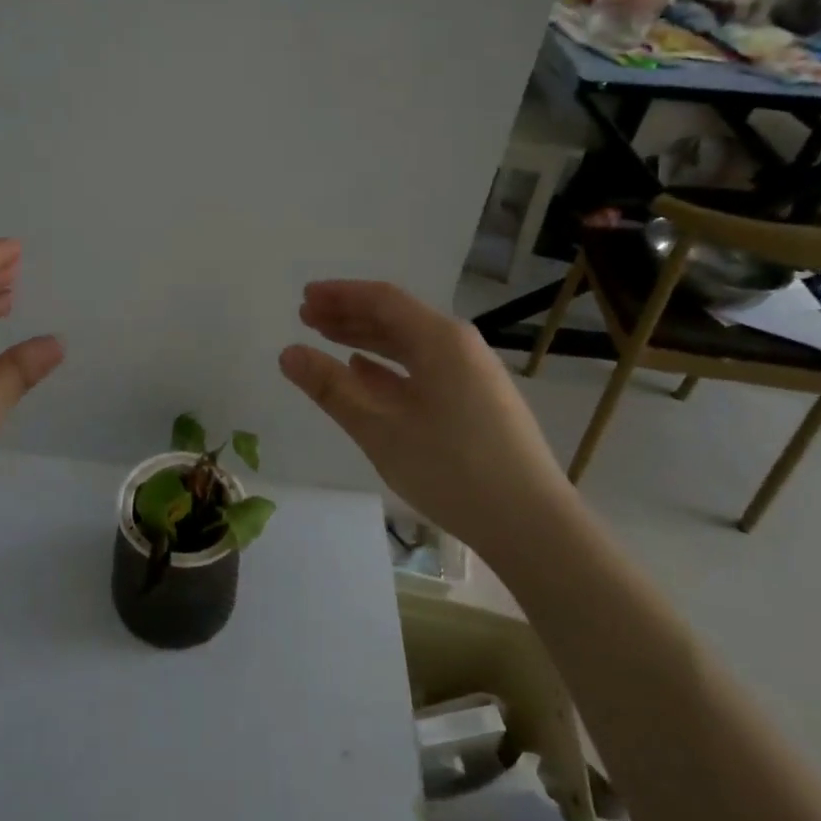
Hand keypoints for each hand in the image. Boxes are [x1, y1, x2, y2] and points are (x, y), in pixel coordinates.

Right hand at [279, 280, 567, 557]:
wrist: (531, 524)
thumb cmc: (451, 468)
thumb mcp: (380, 427)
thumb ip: (331, 387)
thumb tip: (288, 353)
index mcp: (440, 340)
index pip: (382, 299)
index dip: (340, 295)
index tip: (304, 298)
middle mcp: (459, 346)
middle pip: (397, 317)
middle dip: (350, 314)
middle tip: (307, 317)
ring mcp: (472, 374)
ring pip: (410, 344)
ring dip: (367, 338)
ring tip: (329, 339)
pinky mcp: (477, 401)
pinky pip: (425, 367)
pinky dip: (390, 365)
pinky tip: (366, 373)